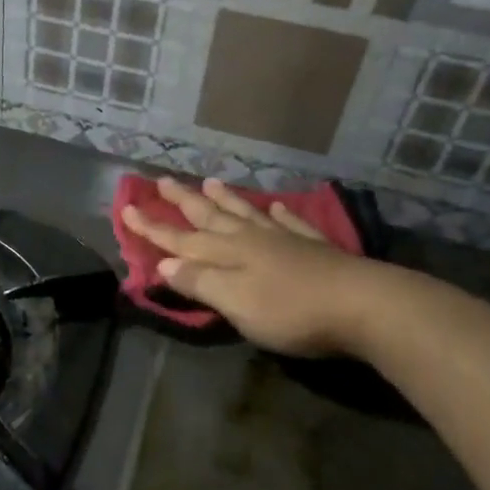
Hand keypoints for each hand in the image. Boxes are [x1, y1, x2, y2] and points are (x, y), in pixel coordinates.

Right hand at [120, 177, 372, 356]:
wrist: (362, 305)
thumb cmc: (290, 310)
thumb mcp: (235, 303)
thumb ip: (199, 283)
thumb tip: (163, 265)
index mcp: (228, 253)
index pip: (180, 239)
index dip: (153, 227)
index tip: (127, 208)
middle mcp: (252, 239)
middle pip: (211, 216)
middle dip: (184, 201)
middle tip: (162, 179)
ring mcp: (285, 240)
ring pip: (247, 214)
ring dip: (226, 199)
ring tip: (210, 182)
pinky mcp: (315, 248)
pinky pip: (291, 223)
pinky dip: (279, 214)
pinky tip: (277, 206)